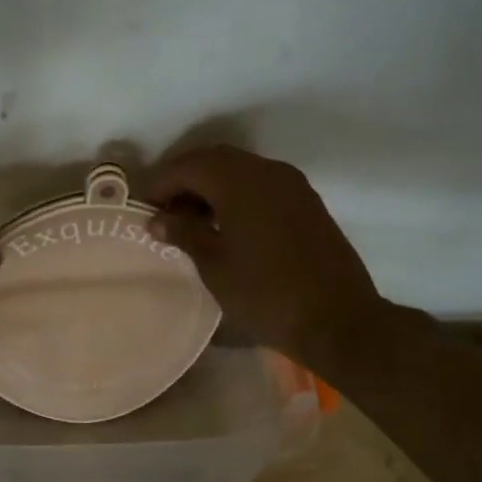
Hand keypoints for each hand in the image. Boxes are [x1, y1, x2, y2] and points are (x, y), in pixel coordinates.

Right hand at [147, 145, 387, 363]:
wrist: (339, 321)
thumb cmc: (266, 293)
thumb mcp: (214, 264)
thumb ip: (183, 232)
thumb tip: (157, 219)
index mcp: (238, 180)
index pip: (187, 166)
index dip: (159, 183)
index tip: (141, 207)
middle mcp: (266, 171)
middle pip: (213, 160)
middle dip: (183, 179)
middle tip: (163, 210)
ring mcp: (291, 185)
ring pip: (239, 170)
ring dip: (210, 187)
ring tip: (190, 220)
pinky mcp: (306, 202)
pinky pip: (260, 184)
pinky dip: (236, 194)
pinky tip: (225, 225)